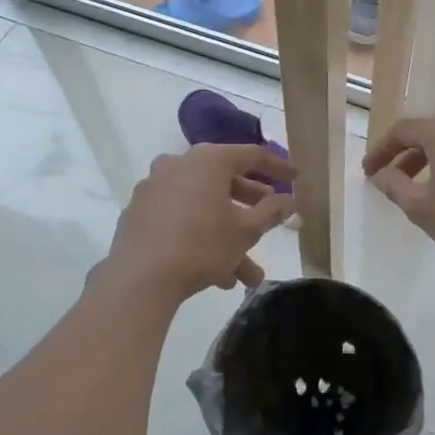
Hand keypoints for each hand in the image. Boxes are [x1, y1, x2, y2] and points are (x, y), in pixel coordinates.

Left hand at [104, 144, 296, 301]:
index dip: (278, 168)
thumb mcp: (246, 230)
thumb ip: (273, 211)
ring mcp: (154, 188)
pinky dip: (200, 236)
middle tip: (270, 220)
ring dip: (228, 234)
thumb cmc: (201, 245)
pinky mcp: (139, 213)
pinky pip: (180, 218)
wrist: (139, 278)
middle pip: (224, 180)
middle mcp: (178, 164)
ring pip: (202, 206)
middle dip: (251, 206)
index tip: (296, 180)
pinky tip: (217, 274)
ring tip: (248, 274)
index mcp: (208, 160)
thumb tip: (291, 200)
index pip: (252, 155)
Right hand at [362, 116, 434, 271]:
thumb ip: (394, 186)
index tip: (369, 172)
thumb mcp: (421, 207)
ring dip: (427, 161)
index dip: (381, 150)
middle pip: (427, 133)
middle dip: (404, 155)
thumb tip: (381, 174)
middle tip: (388, 179)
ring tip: (415, 189)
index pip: (402, 130)